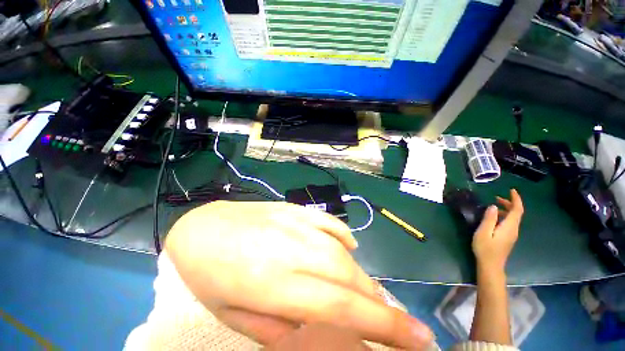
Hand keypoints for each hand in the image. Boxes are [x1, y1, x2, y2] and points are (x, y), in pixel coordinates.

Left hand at [165, 201, 432, 348]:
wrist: (201, 228)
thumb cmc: (211, 277)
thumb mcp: (237, 318)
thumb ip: (285, 332)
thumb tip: (330, 337)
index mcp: (272, 282)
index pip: (341, 309)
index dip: (385, 326)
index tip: (419, 338)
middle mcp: (291, 248)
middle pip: (348, 276)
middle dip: (379, 302)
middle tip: (395, 320)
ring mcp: (294, 222)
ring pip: (342, 251)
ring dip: (361, 275)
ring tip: (368, 292)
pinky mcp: (295, 208)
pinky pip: (329, 223)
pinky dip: (345, 237)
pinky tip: (350, 248)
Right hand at [472, 189, 523, 272]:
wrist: (491, 265)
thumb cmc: (485, 248)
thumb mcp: (483, 232)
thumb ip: (489, 219)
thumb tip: (493, 206)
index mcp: (509, 227)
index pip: (518, 210)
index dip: (516, 199)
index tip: (511, 190)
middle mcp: (514, 229)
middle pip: (517, 213)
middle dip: (509, 203)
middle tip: (496, 197)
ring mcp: (512, 234)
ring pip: (513, 218)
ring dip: (506, 210)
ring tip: (493, 206)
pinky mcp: (508, 238)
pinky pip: (510, 223)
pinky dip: (504, 216)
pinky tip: (494, 218)